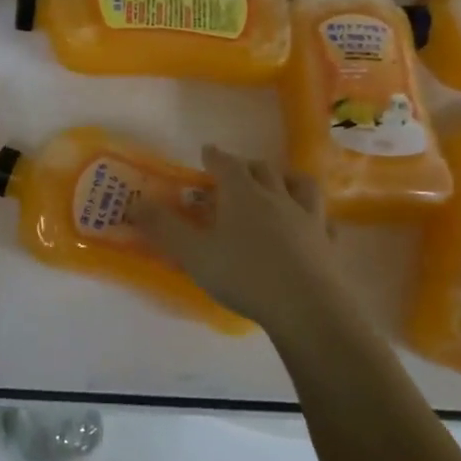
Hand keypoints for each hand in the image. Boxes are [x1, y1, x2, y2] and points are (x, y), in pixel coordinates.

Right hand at [131, 145, 350, 338]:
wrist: (308, 309)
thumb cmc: (244, 275)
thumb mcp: (193, 253)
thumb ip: (163, 227)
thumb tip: (132, 204)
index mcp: (243, 194)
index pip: (227, 164)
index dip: (215, 157)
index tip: (207, 152)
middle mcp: (277, 197)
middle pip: (263, 170)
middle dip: (247, 166)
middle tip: (236, 172)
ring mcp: (309, 219)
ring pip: (300, 186)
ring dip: (286, 180)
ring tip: (279, 184)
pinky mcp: (328, 244)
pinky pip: (323, 220)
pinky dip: (313, 216)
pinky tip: (310, 224)